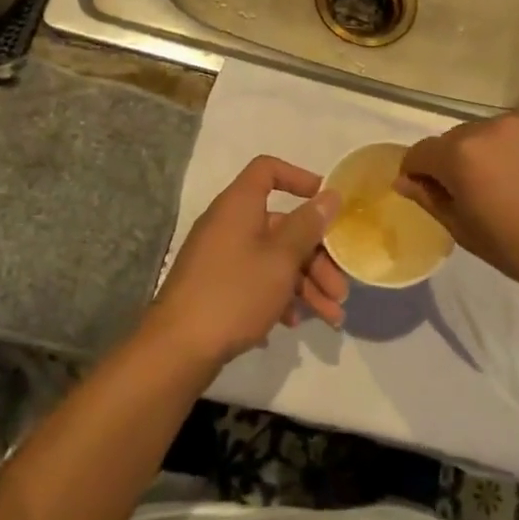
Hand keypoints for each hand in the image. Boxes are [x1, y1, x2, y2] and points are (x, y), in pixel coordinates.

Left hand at [149, 156, 349, 366]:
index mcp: (239, 205)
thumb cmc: (235, 292)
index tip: (327, 203)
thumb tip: (330, 195)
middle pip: (282, 225)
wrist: (178, 348)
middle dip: (317, 256)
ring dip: (306, 283)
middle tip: (340, 289)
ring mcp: (221, 257)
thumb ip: (308, 225)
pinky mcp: (218, 287)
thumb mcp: (280, 259)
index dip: (300, 179)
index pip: (268, 170)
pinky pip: (256, 280)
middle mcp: (229, 224)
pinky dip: (279, 296)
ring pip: (274, 258)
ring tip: (331, 318)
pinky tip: (294, 323)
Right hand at [395, 109, 518, 302]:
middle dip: (459, 161)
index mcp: (460, 155)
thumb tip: (404, 179)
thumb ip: (430, 198)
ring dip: (494, 150)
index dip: (419, 172)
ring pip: (493, 131)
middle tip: (482, 193)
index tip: (431, 191)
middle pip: (457, 139)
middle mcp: (488, 125)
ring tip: (518, 182)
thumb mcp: (466, 232)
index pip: (420, 152)